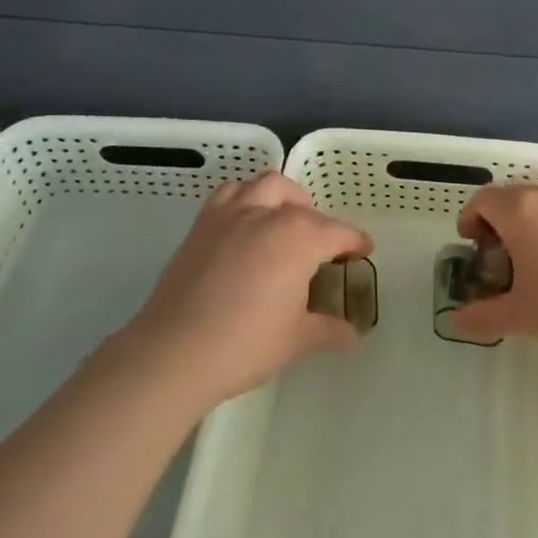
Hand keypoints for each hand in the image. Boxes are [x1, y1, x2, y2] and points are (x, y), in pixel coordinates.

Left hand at [125, 172, 372, 407]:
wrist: (174, 351)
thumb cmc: (245, 344)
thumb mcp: (296, 339)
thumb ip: (328, 330)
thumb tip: (353, 335)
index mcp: (299, 237)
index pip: (337, 233)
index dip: (355, 242)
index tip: (364, 251)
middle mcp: (268, 214)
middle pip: (302, 206)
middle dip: (318, 222)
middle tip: (321, 249)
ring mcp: (232, 214)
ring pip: (266, 186)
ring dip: (283, 198)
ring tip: (285, 222)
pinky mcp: (203, 224)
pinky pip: (229, 194)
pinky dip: (245, 199)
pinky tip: (246, 224)